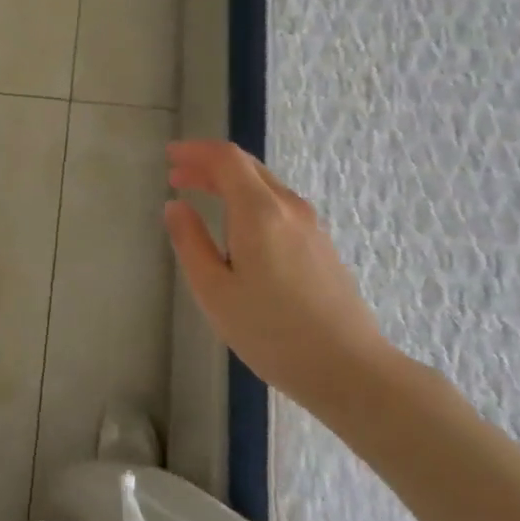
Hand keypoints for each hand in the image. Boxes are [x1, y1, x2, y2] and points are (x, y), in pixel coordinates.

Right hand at [165, 140, 396, 418]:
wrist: (349, 370)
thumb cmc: (271, 332)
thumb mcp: (214, 291)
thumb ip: (190, 242)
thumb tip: (176, 206)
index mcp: (260, 212)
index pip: (226, 159)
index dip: (195, 151)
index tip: (169, 157)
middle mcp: (289, 208)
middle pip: (247, 167)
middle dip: (209, 165)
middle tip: (178, 177)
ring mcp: (311, 226)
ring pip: (265, 186)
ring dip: (230, 183)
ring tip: (202, 197)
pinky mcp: (322, 246)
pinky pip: (279, 206)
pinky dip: (250, 201)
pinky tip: (238, 228)